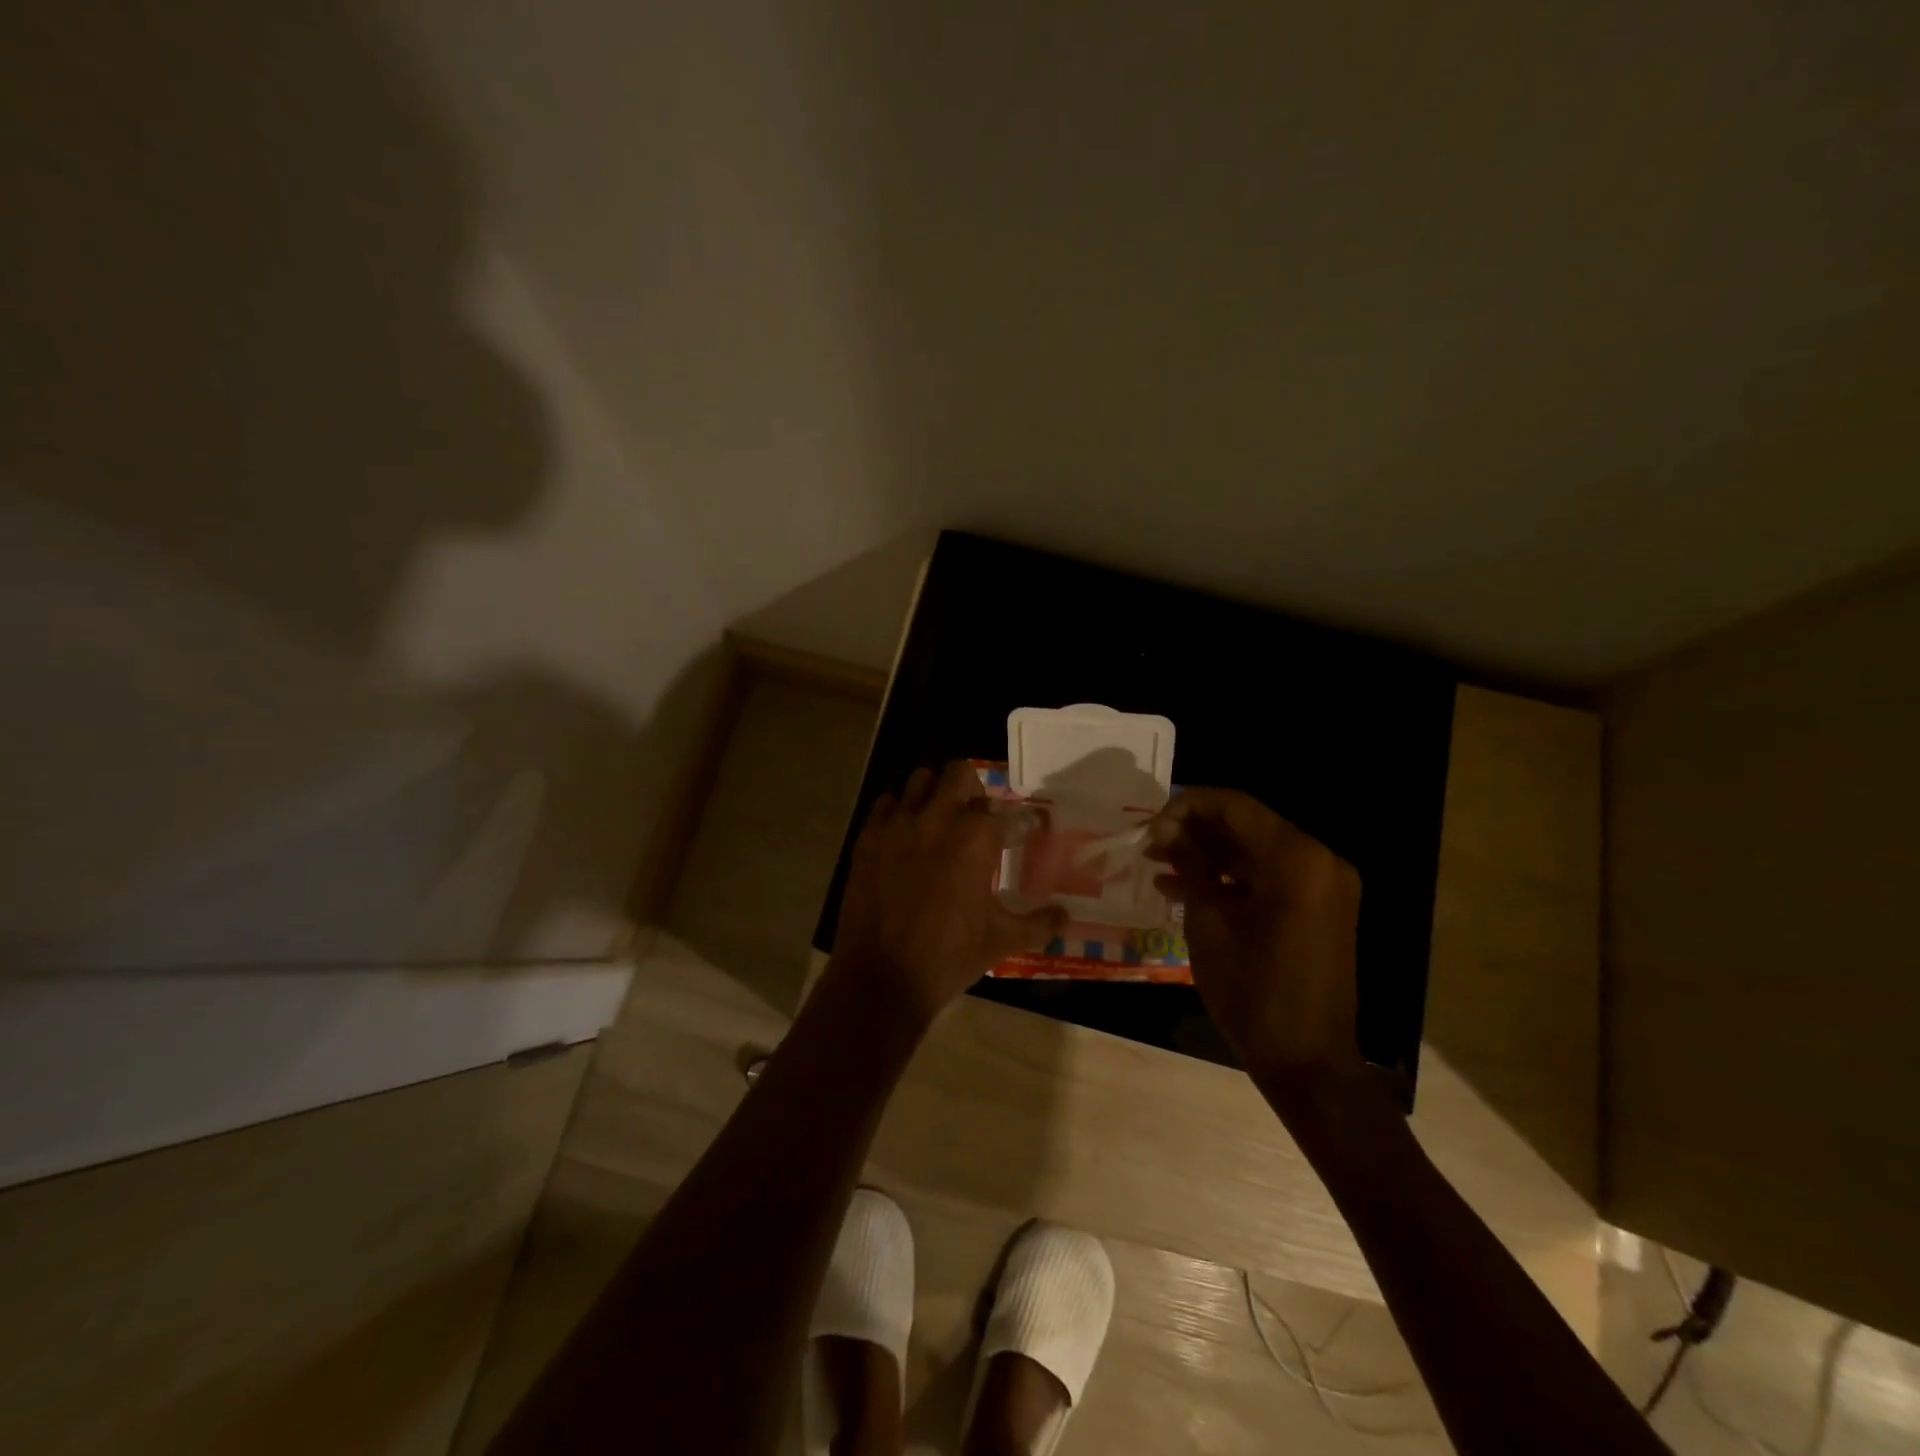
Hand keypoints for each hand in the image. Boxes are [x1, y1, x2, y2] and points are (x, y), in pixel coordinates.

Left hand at [832, 761, 1066, 1025]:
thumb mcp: (1002, 941)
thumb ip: (1039, 924)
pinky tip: (906, 837)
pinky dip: (900, 812)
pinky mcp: (869, 837)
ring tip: (940, 820)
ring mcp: (899, 824)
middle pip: (960, 773)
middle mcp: (938, 818)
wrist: (882, 976)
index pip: (1008, 814)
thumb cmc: (949, 956)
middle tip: (978, 817)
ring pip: (920, 781)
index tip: (1027, 832)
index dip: (1023, 823)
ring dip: (935, 794)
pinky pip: (886, 805)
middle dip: (974, 789)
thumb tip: (1065, 916)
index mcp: (976, 838)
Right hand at [1146, 788, 1362, 1082]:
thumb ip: (1191, 864)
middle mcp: (1319, 860)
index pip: (1235, 805)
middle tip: (1150, 844)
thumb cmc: (1252, 991)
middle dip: (1195, 830)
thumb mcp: (1209, 922)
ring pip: (1256, 850)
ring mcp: (1324, 885)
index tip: (1149, 827)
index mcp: (1296, 859)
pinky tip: (1186, 888)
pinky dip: (1232, 878)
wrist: (1308, 1062)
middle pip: (1247, 825)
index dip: (1187, 806)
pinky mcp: (1320, 908)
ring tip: (1158, 864)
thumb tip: (1166, 829)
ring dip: (1210, 854)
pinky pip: (1270, 877)